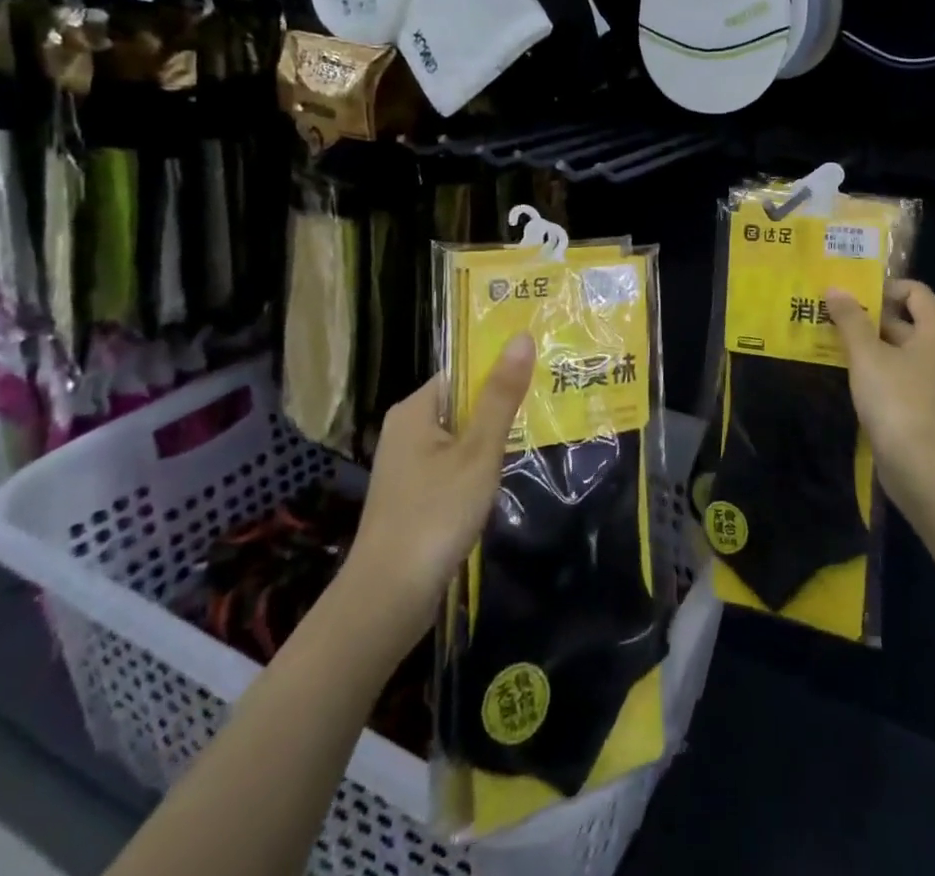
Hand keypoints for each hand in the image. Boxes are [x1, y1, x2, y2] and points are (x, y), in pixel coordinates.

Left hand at [335, 334, 536, 657]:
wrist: (387, 599)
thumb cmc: (435, 515)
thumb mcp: (478, 451)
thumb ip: (501, 396)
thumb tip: (522, 337)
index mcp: (415, 409)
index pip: (463, 371)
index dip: (500, 370)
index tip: (540, 373)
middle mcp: (406, 429)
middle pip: (462, 403)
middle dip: (500, 407)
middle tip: (547, 404)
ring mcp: (407, 465)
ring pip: (460, 437)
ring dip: (491, 441)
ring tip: (535, 437)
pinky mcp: (412, 496)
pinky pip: (452, 465)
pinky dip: (476, 468)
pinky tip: (502, 480)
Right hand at [826, 280, 934, 505]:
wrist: (920, 466)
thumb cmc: (896, 399)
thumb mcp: (866, 354)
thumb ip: (850, 319)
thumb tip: (835, 289)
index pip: (915, 291)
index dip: (884, 287)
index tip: (852, 296)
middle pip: (905, 319)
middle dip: (869, 316)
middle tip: (832, 316)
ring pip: (898, 349)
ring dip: (868, 344)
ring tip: (833, 342)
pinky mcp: (924, 405)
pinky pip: (899, 374)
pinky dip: (876, 369)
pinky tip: (848, 374)